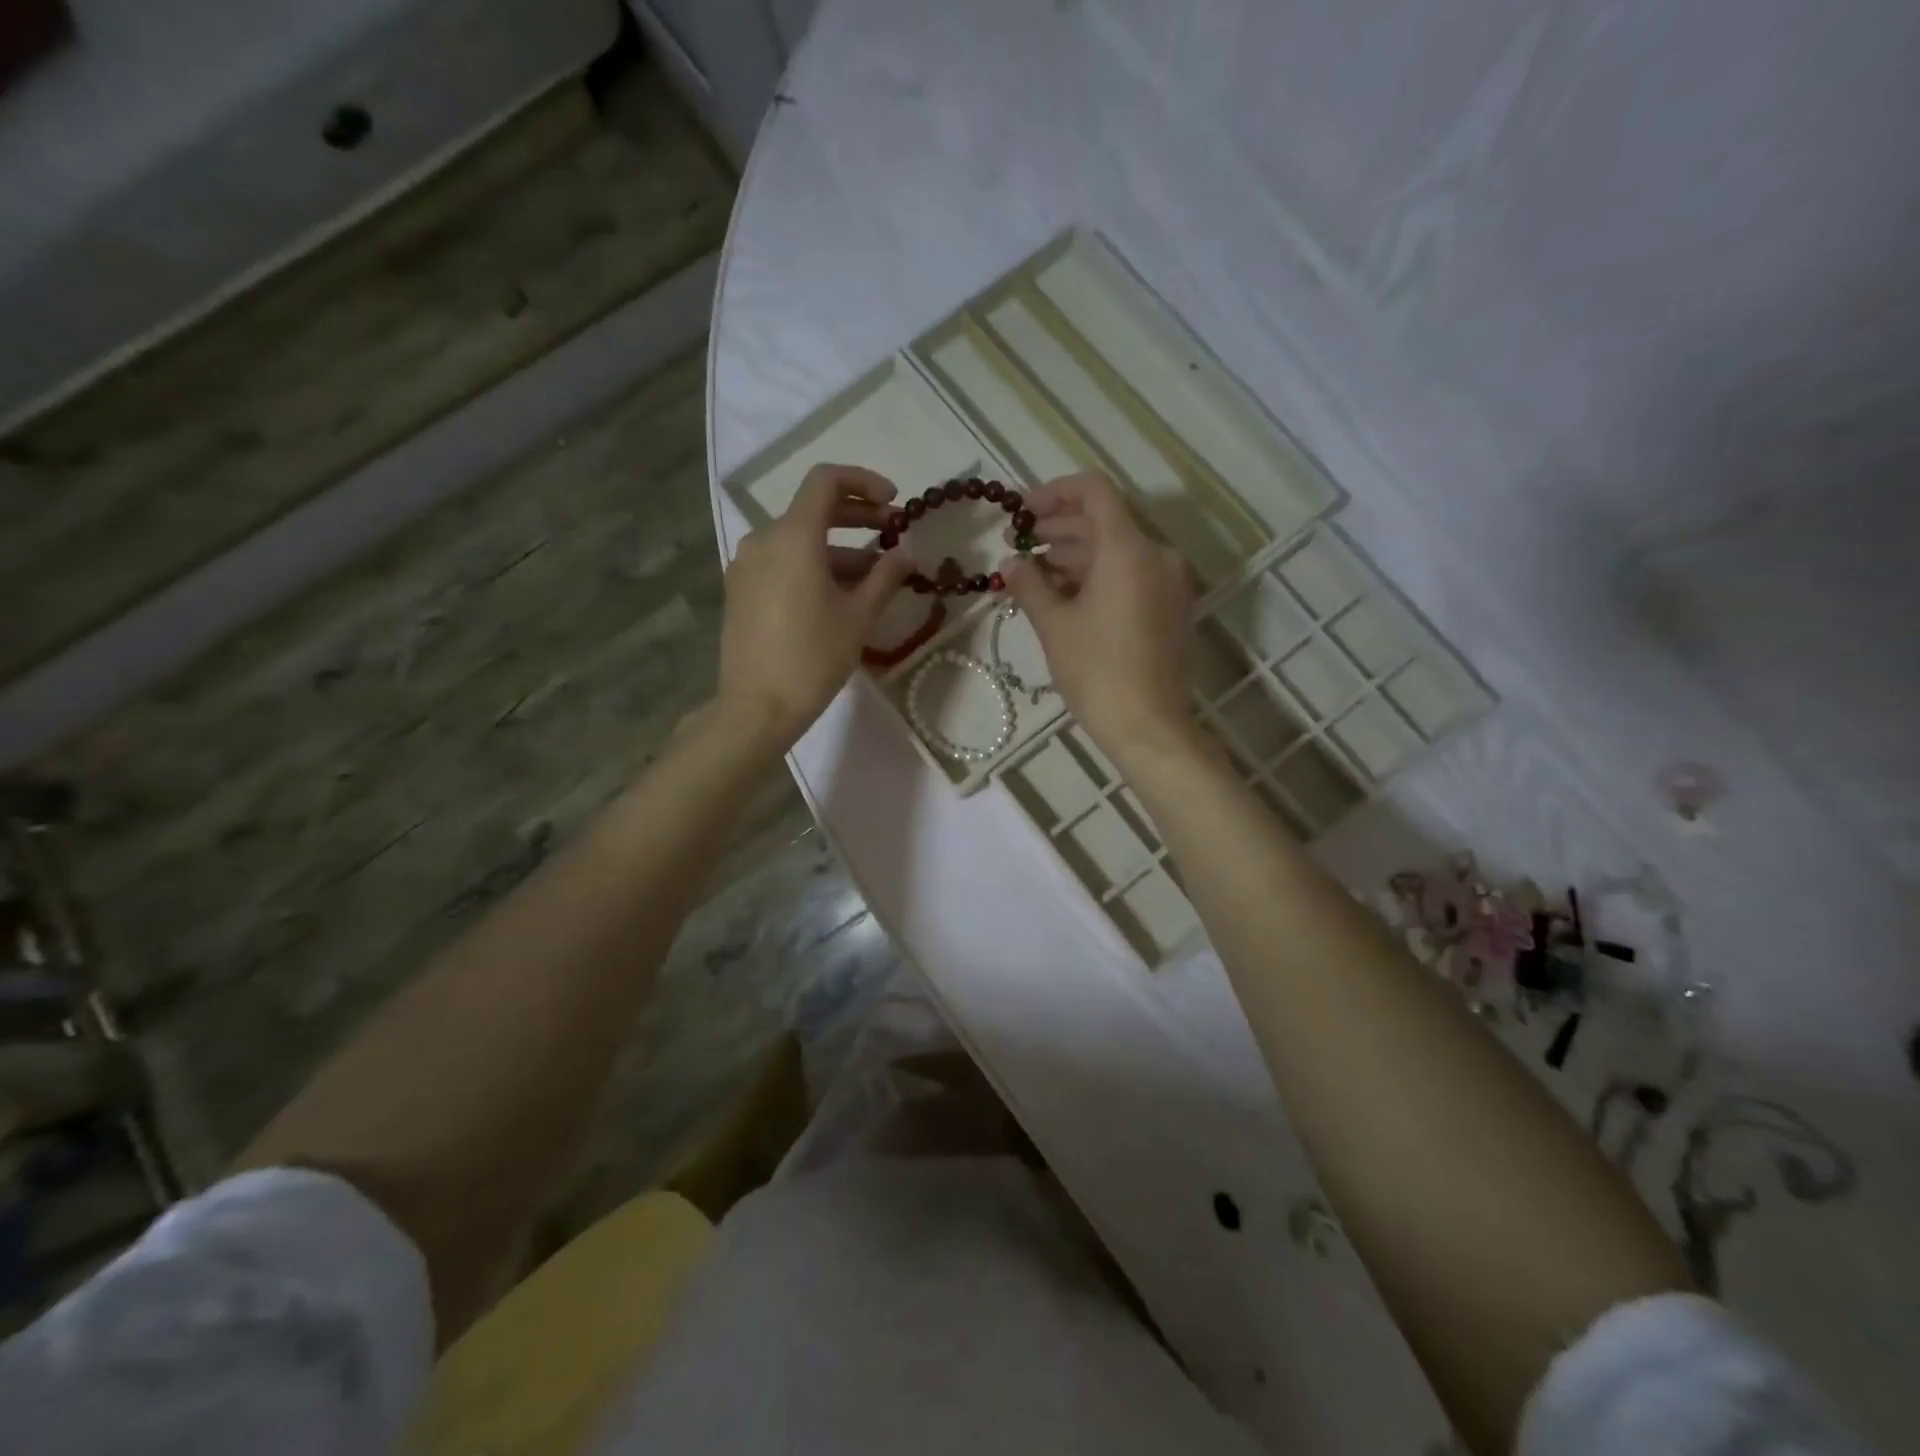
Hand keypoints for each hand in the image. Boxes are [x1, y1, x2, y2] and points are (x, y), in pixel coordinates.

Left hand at [717, 464, 914, 747]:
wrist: (757, 707)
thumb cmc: (813, 657)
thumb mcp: (859, 616)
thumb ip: (886, 575)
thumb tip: (908, 550)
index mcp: (793, 536)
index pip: (827, 481)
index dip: (864, 483)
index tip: (894, 503)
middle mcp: (763, 539)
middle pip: (814, 510)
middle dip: (858, 518)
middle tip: (893, 534)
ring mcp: (747, 565)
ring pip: (799, 541)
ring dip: (839, 549)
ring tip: (875, 576)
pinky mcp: (741, 590)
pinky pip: (782, 563)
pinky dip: (814, 566)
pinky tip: (839, 595)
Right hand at [1001, 472, 1197, 763]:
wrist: (1149, 726)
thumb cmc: (1097, 671)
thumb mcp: (1054, 625)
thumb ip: (1029, 584)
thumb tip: (1010, 562)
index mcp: (1128, 549)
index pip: (1093, 491)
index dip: (1053, 494)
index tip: (1021, 513)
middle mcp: (1156, 555)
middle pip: (1103, 522)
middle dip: (1057, 530)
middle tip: (1016, 546)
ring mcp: (1168, 582)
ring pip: (1116, 551)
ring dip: (1074, 556)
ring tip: (1032, 575)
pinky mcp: (1170, 607)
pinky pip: (1130, 575)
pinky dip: (1097, 577)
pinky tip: (1063, 596)